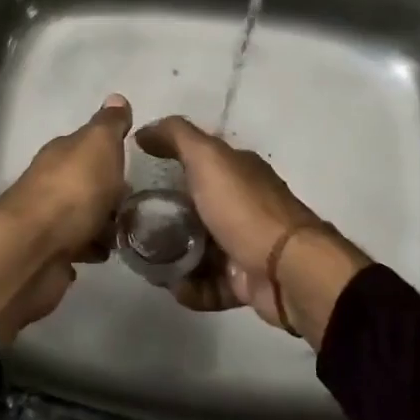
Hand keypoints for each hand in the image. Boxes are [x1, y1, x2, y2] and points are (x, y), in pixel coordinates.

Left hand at [0, 95, 131, 344]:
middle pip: (86, 182)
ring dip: (104, 222)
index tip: (134, 162)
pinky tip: (107, 253)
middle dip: (110, 190)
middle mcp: (51, 182)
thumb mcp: (98, 146)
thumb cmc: (72, 192)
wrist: (32, 252)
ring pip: (84, 216)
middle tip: (139, 201)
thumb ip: (109, 125)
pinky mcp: (50, 254)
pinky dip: (92, 248)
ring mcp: (49, 220)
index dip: (110, 151)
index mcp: (61, 154)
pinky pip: (79, 247)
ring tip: (131, 231)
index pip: (87, 145)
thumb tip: (117, 98)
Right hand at [135, 116, 368, 345]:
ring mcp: (244, 244)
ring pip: (198, 248)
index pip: (197, 161)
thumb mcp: (208, 159)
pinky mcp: (244, 280)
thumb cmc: (244, 209)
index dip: (167, 164)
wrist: (287, 270)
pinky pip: (209, 284)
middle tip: (133, 225)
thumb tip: (144, 131)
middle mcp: (242, 204)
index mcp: (238, 171)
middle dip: (164, 217)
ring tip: (146, 262)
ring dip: (172, 257)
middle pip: (194, 208)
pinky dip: (191, 288)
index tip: (134, 176)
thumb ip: (176, 137)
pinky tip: (175, 288)